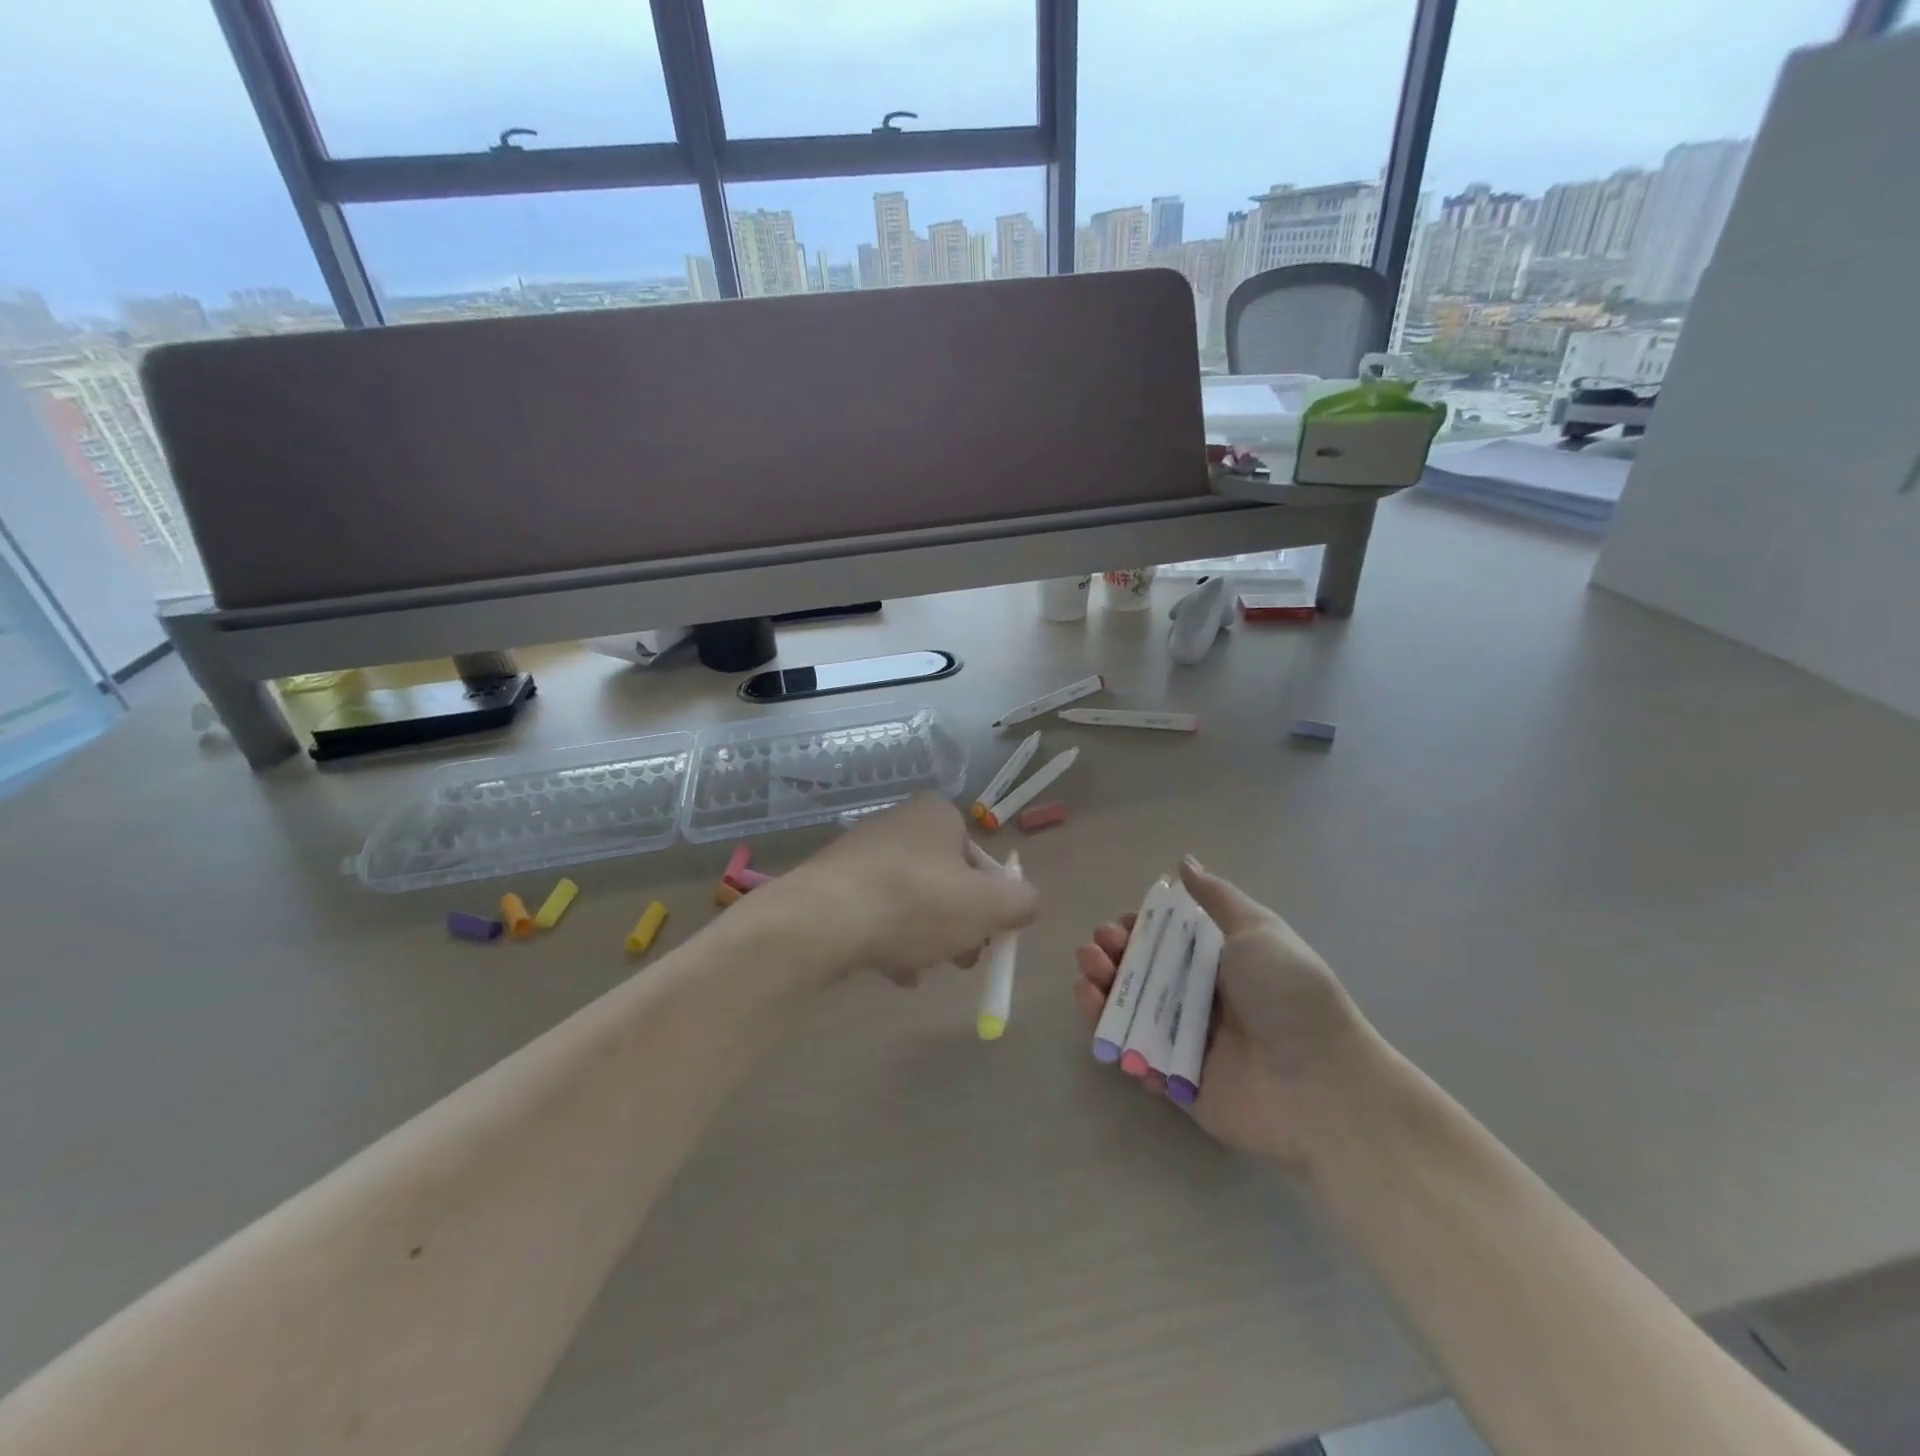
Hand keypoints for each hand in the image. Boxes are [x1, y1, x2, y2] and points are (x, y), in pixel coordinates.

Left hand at [780, 794, 1038, 983]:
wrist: (822, 920)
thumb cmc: (916, 903)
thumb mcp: (987, 906)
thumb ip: (1021, 902)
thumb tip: (1027, 902)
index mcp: (936, 815)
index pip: (979, 857)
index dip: (991, 900)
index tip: (989, 936)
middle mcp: (898, 823)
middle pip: (945, 880)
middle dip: (958, 924)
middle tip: (962, 960)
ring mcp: (861, 852)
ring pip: (910, 901)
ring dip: (925, 938)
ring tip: (922, 971)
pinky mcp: (833, 883)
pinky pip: (876, 911)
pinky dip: (890, 939)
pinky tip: (893, 972)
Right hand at [1073, 858, 1374, 1166]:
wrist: (1321, 1084)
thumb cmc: (1288, 995)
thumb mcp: (1257, 931)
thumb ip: (1216, 898)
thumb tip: (1185, 862)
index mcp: (1217, 962)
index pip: (1163, 940)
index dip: (1134, 930)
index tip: (1120, 927)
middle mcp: (1198, 998)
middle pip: (1139, 973)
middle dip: (1109, 957)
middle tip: (1098, 953)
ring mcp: (1186, 1041)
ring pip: (1130, 1012)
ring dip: (1101, 993)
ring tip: (1087, 981)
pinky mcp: (1178, 1082)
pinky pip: (1136, 1058)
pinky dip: (1114, 1040)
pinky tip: (1101, 1020)